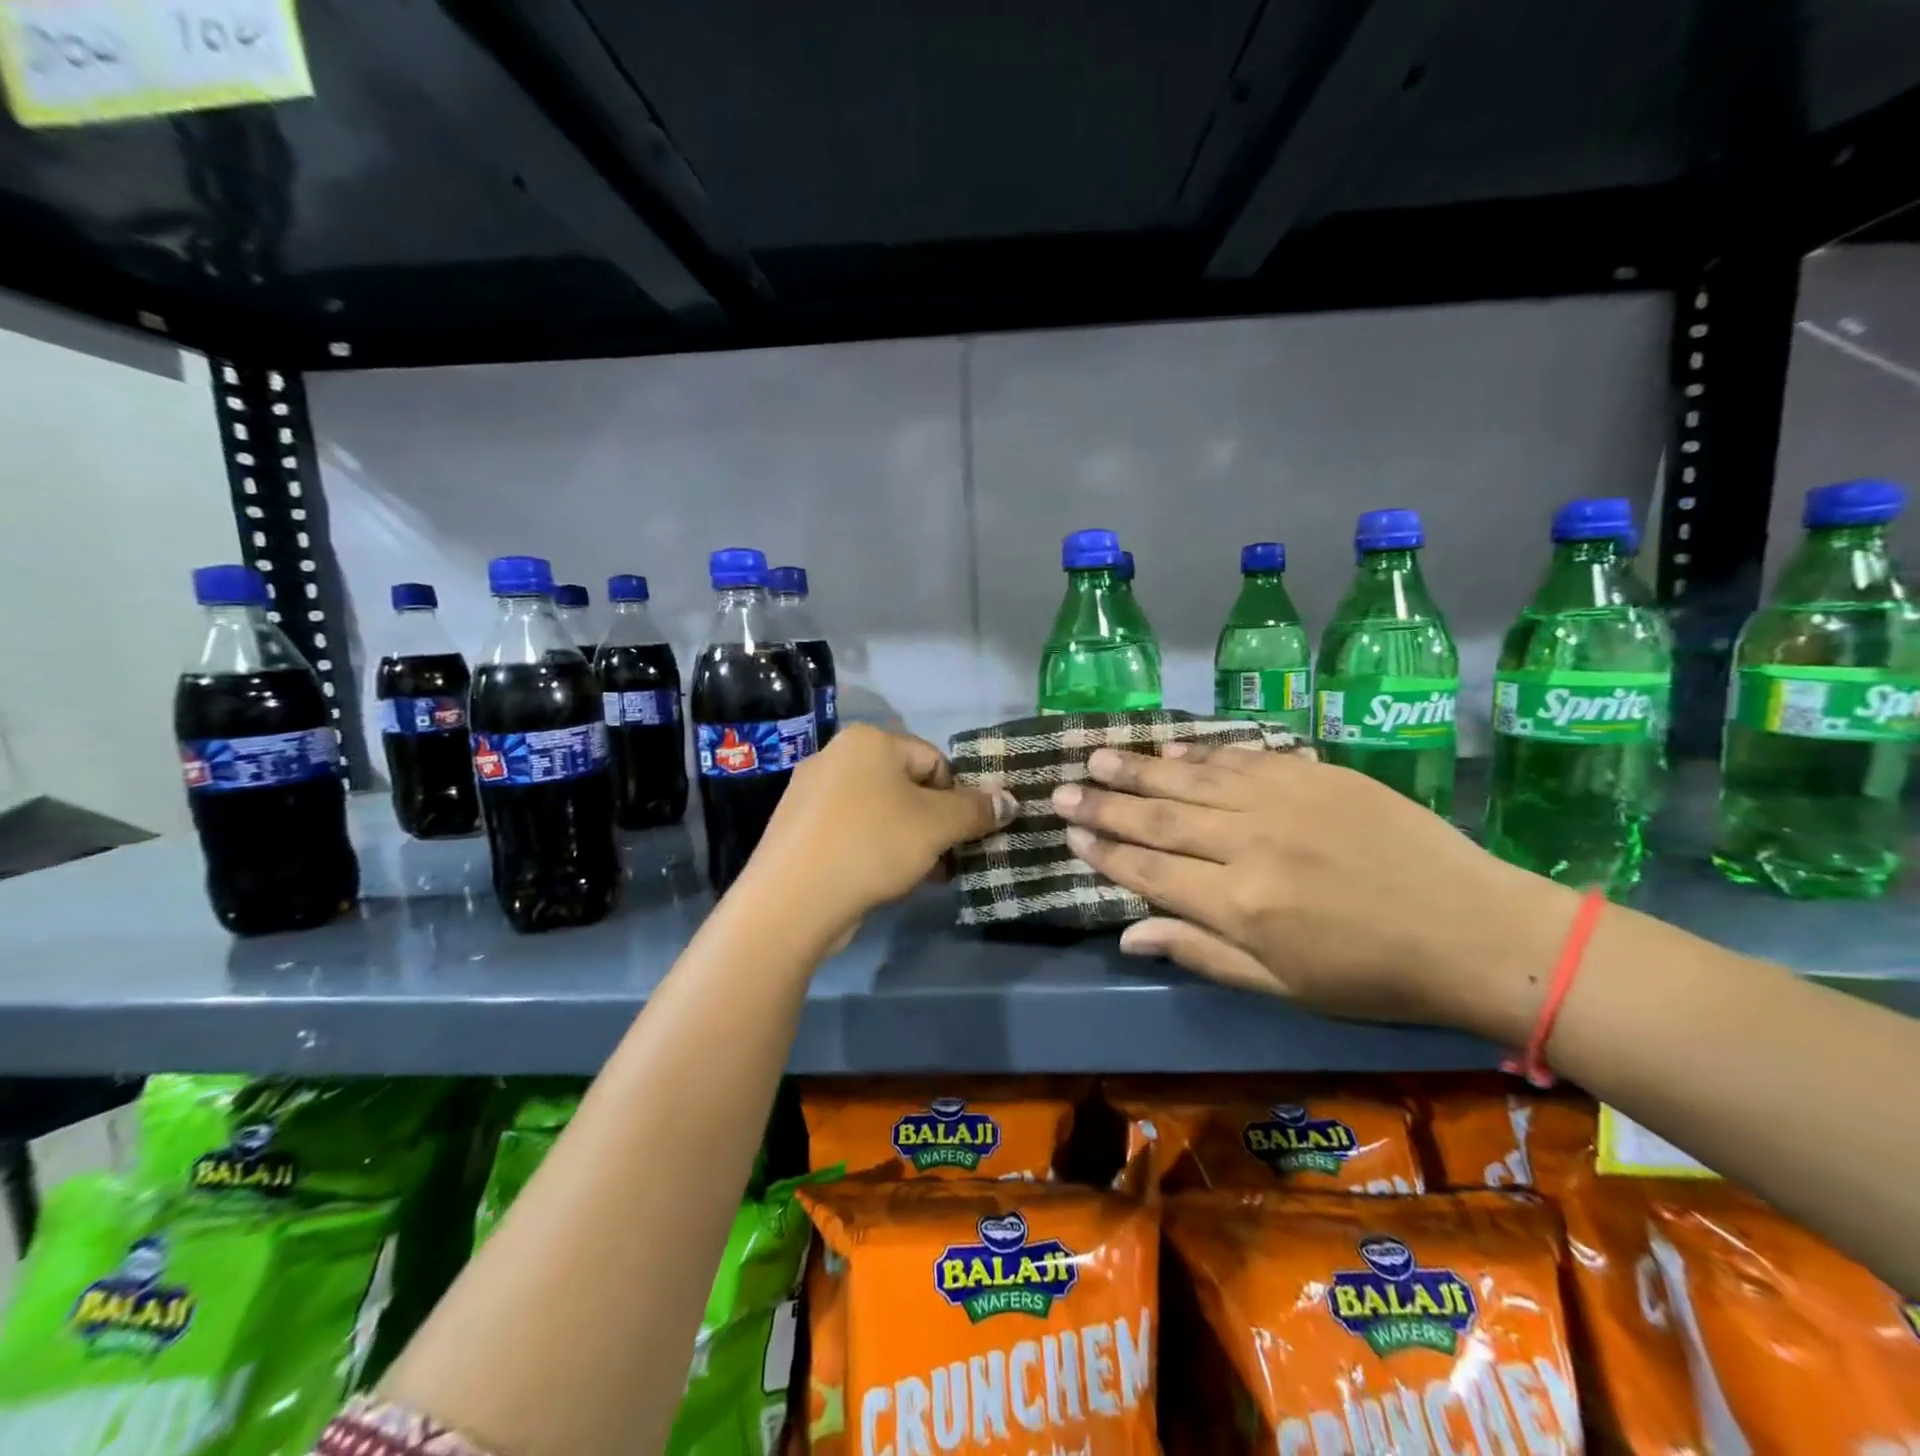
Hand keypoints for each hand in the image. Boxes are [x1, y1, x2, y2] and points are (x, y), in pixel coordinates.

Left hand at [740, 724, 1015, 936]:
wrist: (791, 901)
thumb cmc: (872, 846)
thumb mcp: (937, 826)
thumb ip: (977, 810)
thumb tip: (1010, 800)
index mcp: (869, 741)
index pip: (935, 760)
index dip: (958, 798)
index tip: (965, 836)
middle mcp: (836, 756)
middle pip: (907, 786)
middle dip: (934, 823)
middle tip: (949, 859)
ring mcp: (811, 793)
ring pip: (880, 812)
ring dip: (910, 840)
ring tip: (923, 876)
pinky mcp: (798, 829)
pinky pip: (852, 831)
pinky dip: (875, 850)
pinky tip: (886, 881)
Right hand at [1049, 744, 1579, 1039]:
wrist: (1476, 930)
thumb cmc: (1373, 976)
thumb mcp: (1283, 986)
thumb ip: (1201, 953)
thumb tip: (1129, 934)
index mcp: (1242, 905)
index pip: (1151, 873)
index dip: (1105, 854)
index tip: (1070, 837)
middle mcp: (1251, 845)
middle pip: (1159, 821)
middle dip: (1104, 807)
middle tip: (1062, 791)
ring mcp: (1283, 801)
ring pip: (1191, 781)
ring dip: (1139, 770)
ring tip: (1097, 757)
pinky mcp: (1315, 773)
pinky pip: (1241, 758)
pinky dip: (1199, 754)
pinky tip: (1170, 749)